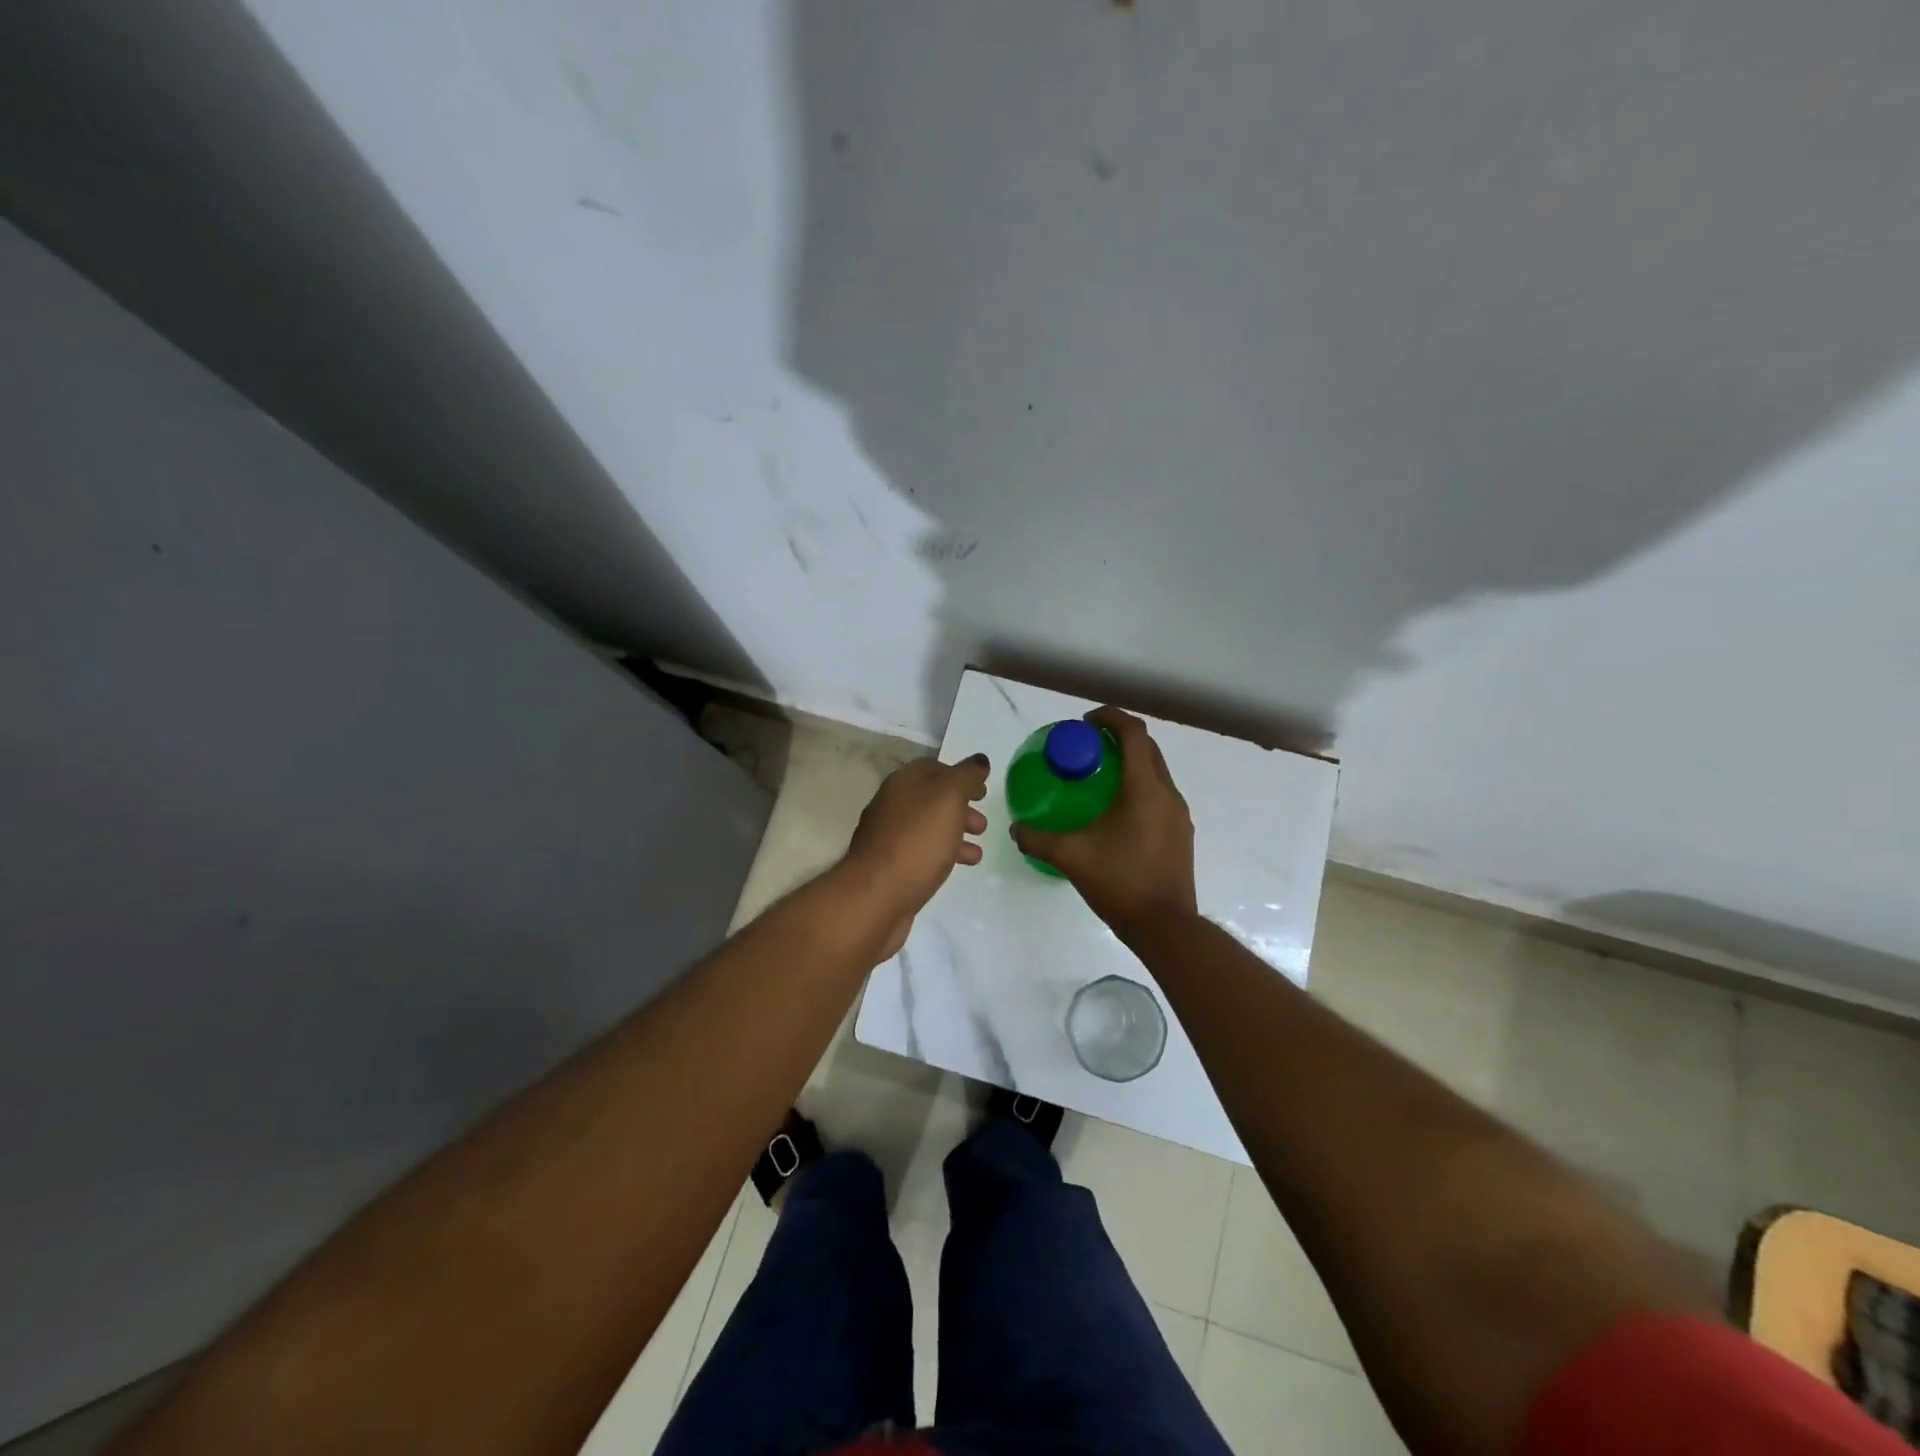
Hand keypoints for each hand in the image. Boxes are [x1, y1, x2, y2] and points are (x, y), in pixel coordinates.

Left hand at [844, 752, 990, 956]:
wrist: (876, 895)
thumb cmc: (917, 840)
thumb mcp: (949, 798)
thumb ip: (966, 776)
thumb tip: (980, 760)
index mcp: (902, 783)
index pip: (934, 767)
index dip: (961, 775)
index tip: (983, 789)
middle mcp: (892, 805)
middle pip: (931, 799)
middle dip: (960, 808)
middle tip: (982, 824)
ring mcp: (888, 837)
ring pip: (928, 827)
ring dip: (954, 833)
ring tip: (977, 851)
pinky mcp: (890, 866)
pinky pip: (922, 852)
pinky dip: (943, 854)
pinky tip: (958, 866)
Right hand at [1011, 707, 1197, 937]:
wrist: (1165, 927)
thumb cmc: (1120, 882)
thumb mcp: (1071, 857)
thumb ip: (1038, 839)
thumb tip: (1016, 829)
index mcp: (1144, 789)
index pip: (1133, 734)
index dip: (1110, 719)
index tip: (1085, 722)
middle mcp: (1167, 794)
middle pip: (1147, 749)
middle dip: (1119, 738)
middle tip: (1088, 746)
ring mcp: (1178, 815)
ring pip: (1155, 772)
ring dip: (1130, 763)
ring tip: (1098, 775)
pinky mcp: (1180, 833)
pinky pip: (1159, 795)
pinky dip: (1138, 787)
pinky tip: (1115, 810)